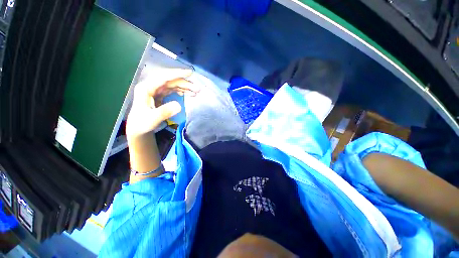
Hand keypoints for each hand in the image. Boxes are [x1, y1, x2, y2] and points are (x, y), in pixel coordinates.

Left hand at [126, 68, 198, 139]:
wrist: (139, 128)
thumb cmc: (142, 123)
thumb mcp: (152, 119)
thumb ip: (164, 112)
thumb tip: (179, 105)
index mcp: (146, 88)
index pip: (163, 77)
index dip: (176, 74)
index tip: (190, 73)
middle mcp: (151, 86)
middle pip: (170, 80)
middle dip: (184, 83)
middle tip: (197, 88)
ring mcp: (156, 90)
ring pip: (172, 84)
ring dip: (184, 87)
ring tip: (195, 92)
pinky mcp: (160, 94)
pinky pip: (172, 89)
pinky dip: (181, 90)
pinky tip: (187, 93)